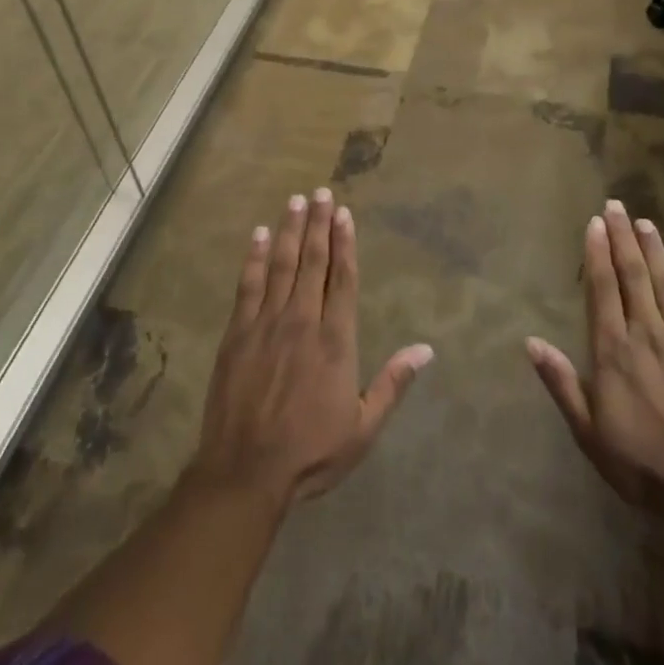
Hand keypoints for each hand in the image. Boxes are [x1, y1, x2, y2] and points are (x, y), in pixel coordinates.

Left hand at [191, 187, 432, 506]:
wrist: (245, 472)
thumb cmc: (310, 452)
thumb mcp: (363, 427)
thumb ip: (393, 383)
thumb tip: (426, 350)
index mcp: (335, 341)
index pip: (342, 279)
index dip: (345, 243)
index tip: (345, 214)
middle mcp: (302, 321)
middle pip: (313, 262)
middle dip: (319, 224)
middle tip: (322, 192)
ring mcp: (266, 324)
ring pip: (282, 265)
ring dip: (291, 230)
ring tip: (297, 201)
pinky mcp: (237, 333)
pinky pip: (248, 285)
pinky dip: (255, 257)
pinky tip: (260, 235)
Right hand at [527, 199, 663, 514]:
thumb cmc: (640, 463)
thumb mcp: (588, 431)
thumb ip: (561, 383)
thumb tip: (531, 341)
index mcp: (613, 350)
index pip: (603, 289)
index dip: (597, 253)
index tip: (594, 222)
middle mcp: (646, 334)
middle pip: (633, 275)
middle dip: (623, 237)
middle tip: (616, 205)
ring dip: (653, 249)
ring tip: (644, 221)